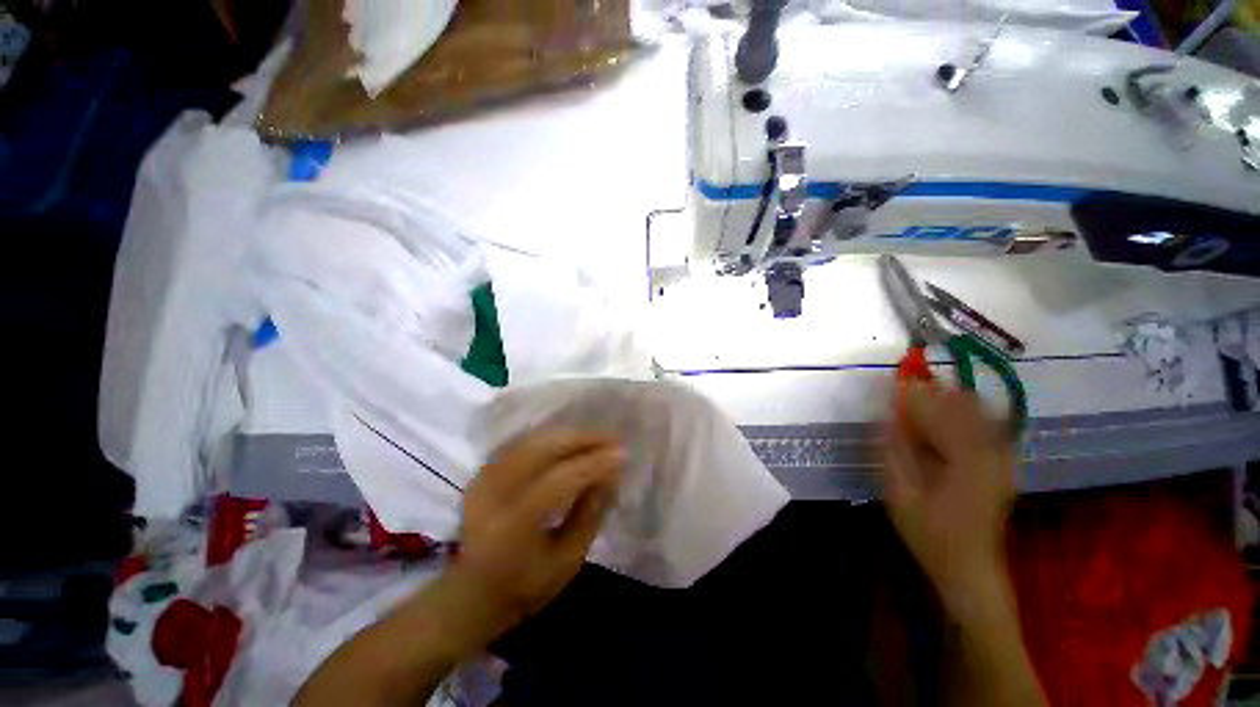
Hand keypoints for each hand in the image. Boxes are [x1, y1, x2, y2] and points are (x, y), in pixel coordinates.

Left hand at [442, 430, 623, 643]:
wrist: (471, 594)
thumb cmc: (525, 587)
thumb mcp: (568, 560)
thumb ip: (590, 514)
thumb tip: (610, 475)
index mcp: (512, 526)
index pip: (559, 480)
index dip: (593, 463)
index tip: (622, 454)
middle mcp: (493, 495)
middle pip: (543, 449)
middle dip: (582, 438)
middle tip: (612, 439)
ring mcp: (483, 480)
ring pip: (533, 440)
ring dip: (568, 435)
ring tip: (596, 439)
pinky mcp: (482, 473)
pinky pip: (523, 443)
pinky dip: (550, 438)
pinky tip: (569, 442)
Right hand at [881, 382, 1015, 615]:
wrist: (971, 570)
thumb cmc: (930, 535)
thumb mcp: (899, 494)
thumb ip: (893, 451)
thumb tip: (885, 416)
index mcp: (965, 461)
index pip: (940, 411)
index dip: (915, 392)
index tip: (894, 378)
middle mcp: (990, 453)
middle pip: (965, 405)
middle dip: (933, 391)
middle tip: (904, 390)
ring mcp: (1001, 459)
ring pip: (978, 412)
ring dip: (947, 402)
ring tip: (919, 405)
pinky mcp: (1002, 466)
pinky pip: (985, 427)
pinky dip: (962, 416)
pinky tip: (941, 425)